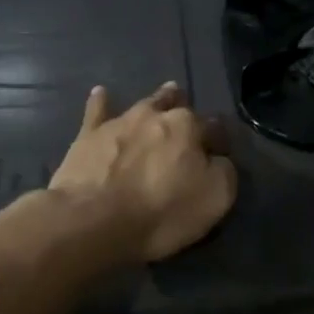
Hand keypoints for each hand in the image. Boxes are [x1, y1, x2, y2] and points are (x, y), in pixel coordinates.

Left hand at [49, 82, 236, 263]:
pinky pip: (96, 111)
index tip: (220, 155)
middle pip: (178, 106)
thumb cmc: (162, 211)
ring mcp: (120, 122)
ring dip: (157, 101)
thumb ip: (224, 171)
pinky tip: (101, 93)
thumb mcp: (216, 197)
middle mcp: (156, 115)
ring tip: (165, 94)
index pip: (214, 127)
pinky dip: (101, 102)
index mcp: (189, 127)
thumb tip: (218, 159)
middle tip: (191, 119)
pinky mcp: (88, 136)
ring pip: (144, 104)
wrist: (93, 220)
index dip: (220, 141)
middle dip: (187, 111)